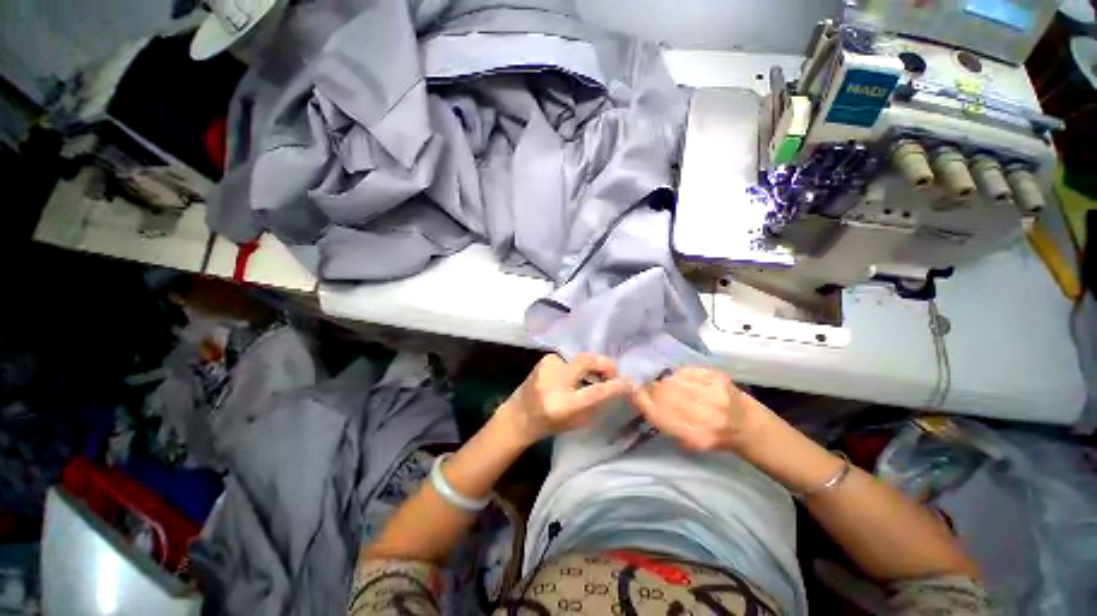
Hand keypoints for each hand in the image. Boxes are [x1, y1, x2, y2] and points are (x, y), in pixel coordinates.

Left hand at [498, 353, 632, 444]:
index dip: (615, 386)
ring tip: (592, 377)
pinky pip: (571, 359)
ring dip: (591, 367)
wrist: (519, 415)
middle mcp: (554, 381)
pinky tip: (573, 375)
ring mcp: (548, 366)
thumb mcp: (577, 421)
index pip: (595, 392)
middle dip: (605, 364)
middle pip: (587, 361)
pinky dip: (577, 366)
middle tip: (611, 374)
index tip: (629, 383)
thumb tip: (615, 386)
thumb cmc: (550, 423)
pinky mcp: (546, 358)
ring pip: (581, 359)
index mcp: (563, 405)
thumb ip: (596, 403)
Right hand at [630, 367, 755, 451]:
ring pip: (672, 380)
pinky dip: (680, 375)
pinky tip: (685, 381)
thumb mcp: (687, 442)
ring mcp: (714, 394)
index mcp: (696, 437)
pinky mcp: (718, 377)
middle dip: (652, 389)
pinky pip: (686, 371)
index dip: (640, 399)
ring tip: (671, 387)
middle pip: (663, 393)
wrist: (747, 425)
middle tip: (650, 388)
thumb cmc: (713, 437)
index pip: (657, 413)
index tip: (632, 391)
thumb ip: (663, 422)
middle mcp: (706, 416)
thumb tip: (639, 398)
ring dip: (666, 382)